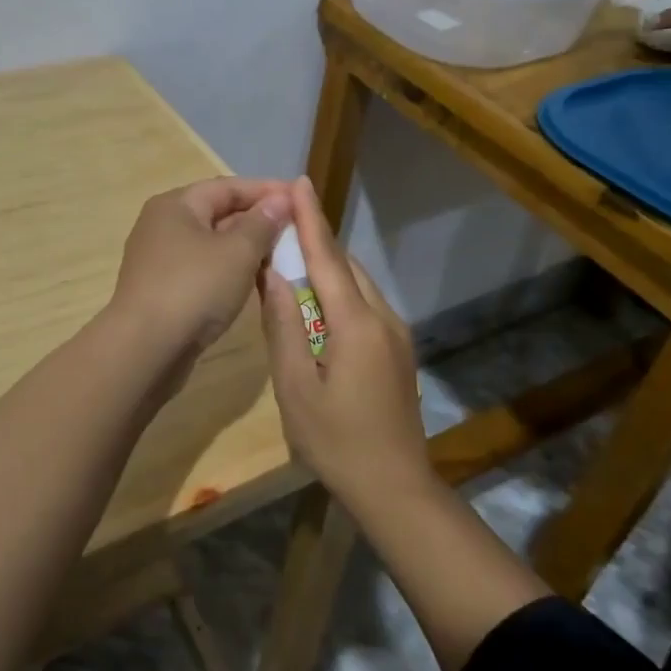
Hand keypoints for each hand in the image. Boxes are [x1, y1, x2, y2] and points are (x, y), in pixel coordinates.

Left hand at [109, 178, 292, 356]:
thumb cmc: (193, 289)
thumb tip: (281, 199)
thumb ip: (262, 223)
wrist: (144, 350)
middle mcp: (163, 225)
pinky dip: (230, 269)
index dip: (267, 190)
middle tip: (297, 229)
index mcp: (176, 205)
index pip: (228, 186)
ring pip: (212, 243)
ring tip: (282, 255)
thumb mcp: (237, 252)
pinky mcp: (163, 289)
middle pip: (218, 212)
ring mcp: (160, 259)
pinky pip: (204, 268)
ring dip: (246, 247)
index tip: (300, 197)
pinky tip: (253, 281)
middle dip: (258, 219)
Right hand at [258, 176, 425, 500]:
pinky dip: (341, 289)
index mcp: (355, 323)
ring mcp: (396, 335)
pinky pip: (366, 304)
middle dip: (316, 238)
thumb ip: (282, 326)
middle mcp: (382, 318)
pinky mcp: (398, 351)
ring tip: (295, 254)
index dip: (310, 218)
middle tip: (284, 219)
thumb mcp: (294, 387)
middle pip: (345, 265)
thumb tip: (272, 275)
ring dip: (329, 264)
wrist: (395, 488)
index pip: (327, 257)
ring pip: (359, 284)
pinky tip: (319, 301)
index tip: (297, 182)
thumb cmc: (336, 442)